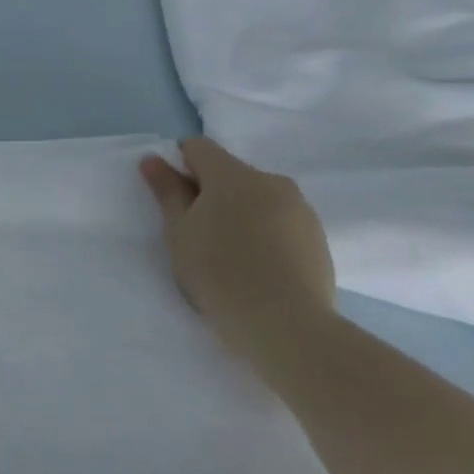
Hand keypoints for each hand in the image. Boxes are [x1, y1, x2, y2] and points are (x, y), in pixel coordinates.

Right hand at [140, 138, 336, 360]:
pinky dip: (263, 232)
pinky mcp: (319, 238)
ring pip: (257, 197)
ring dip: (238, 212)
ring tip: (228, 253)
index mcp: (233, 175)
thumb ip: (167, 190)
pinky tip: (256, 265)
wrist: (286, 325)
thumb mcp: (178, 230)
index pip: (197, 148)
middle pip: (229, 172)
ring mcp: (301, 210)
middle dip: (209, 191)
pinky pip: (280, 221)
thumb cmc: (217, 271)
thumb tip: (154, 159)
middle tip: (196, 231)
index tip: (172, 200)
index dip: (178, 166)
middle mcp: (271, 182)